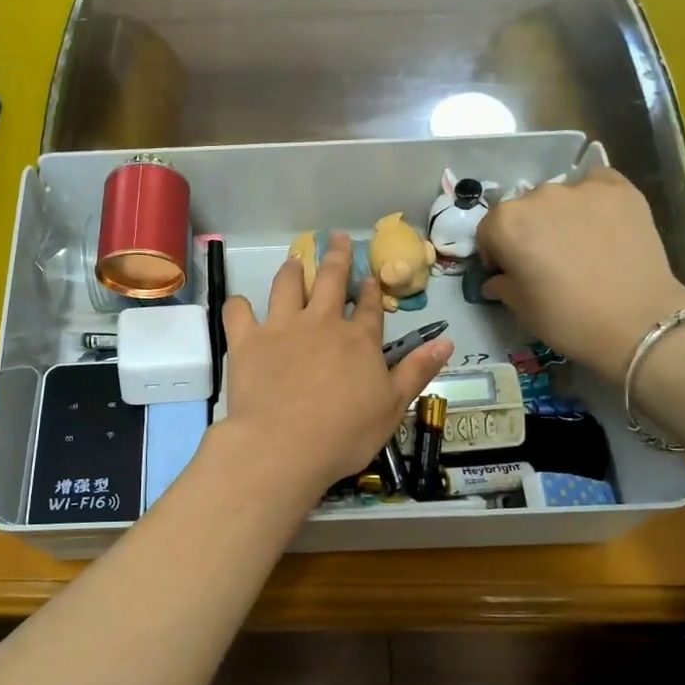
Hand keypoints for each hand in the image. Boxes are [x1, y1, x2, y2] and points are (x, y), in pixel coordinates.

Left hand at [219, 233, 452, 493]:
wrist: (284, 445)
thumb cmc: (345, 434)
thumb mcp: (393, 407)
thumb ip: (417, 371)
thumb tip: (446, 341)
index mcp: (358, 339)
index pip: (368, 306)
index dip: (370, 289)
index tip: (369, 276)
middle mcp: (321, 322)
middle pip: (330, 280)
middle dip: (337, 257)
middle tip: (337, 239)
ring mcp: (281, 327)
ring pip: (287, 285)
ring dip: (292, 269)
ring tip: (294, 259)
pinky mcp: (247, 340)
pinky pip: (238, 312)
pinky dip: (238, 306)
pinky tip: (240, 306)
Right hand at [474, 168, 684, 381]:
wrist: (637, 321)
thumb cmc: (566, 318)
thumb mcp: (520, 307)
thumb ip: (502, 284)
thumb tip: (498, 278)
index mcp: (506, 223)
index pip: (489, 230)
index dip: (496, 252)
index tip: (510, 271)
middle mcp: (538, 195)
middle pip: (524, 209)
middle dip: (529, 230)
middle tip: (545, 259)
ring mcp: (581, 189)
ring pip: (559, 197)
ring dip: (560, 215)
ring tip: (579, 244)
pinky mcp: (620, 189)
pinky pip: (596, 186)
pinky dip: (593, 201)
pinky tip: (603, 226)